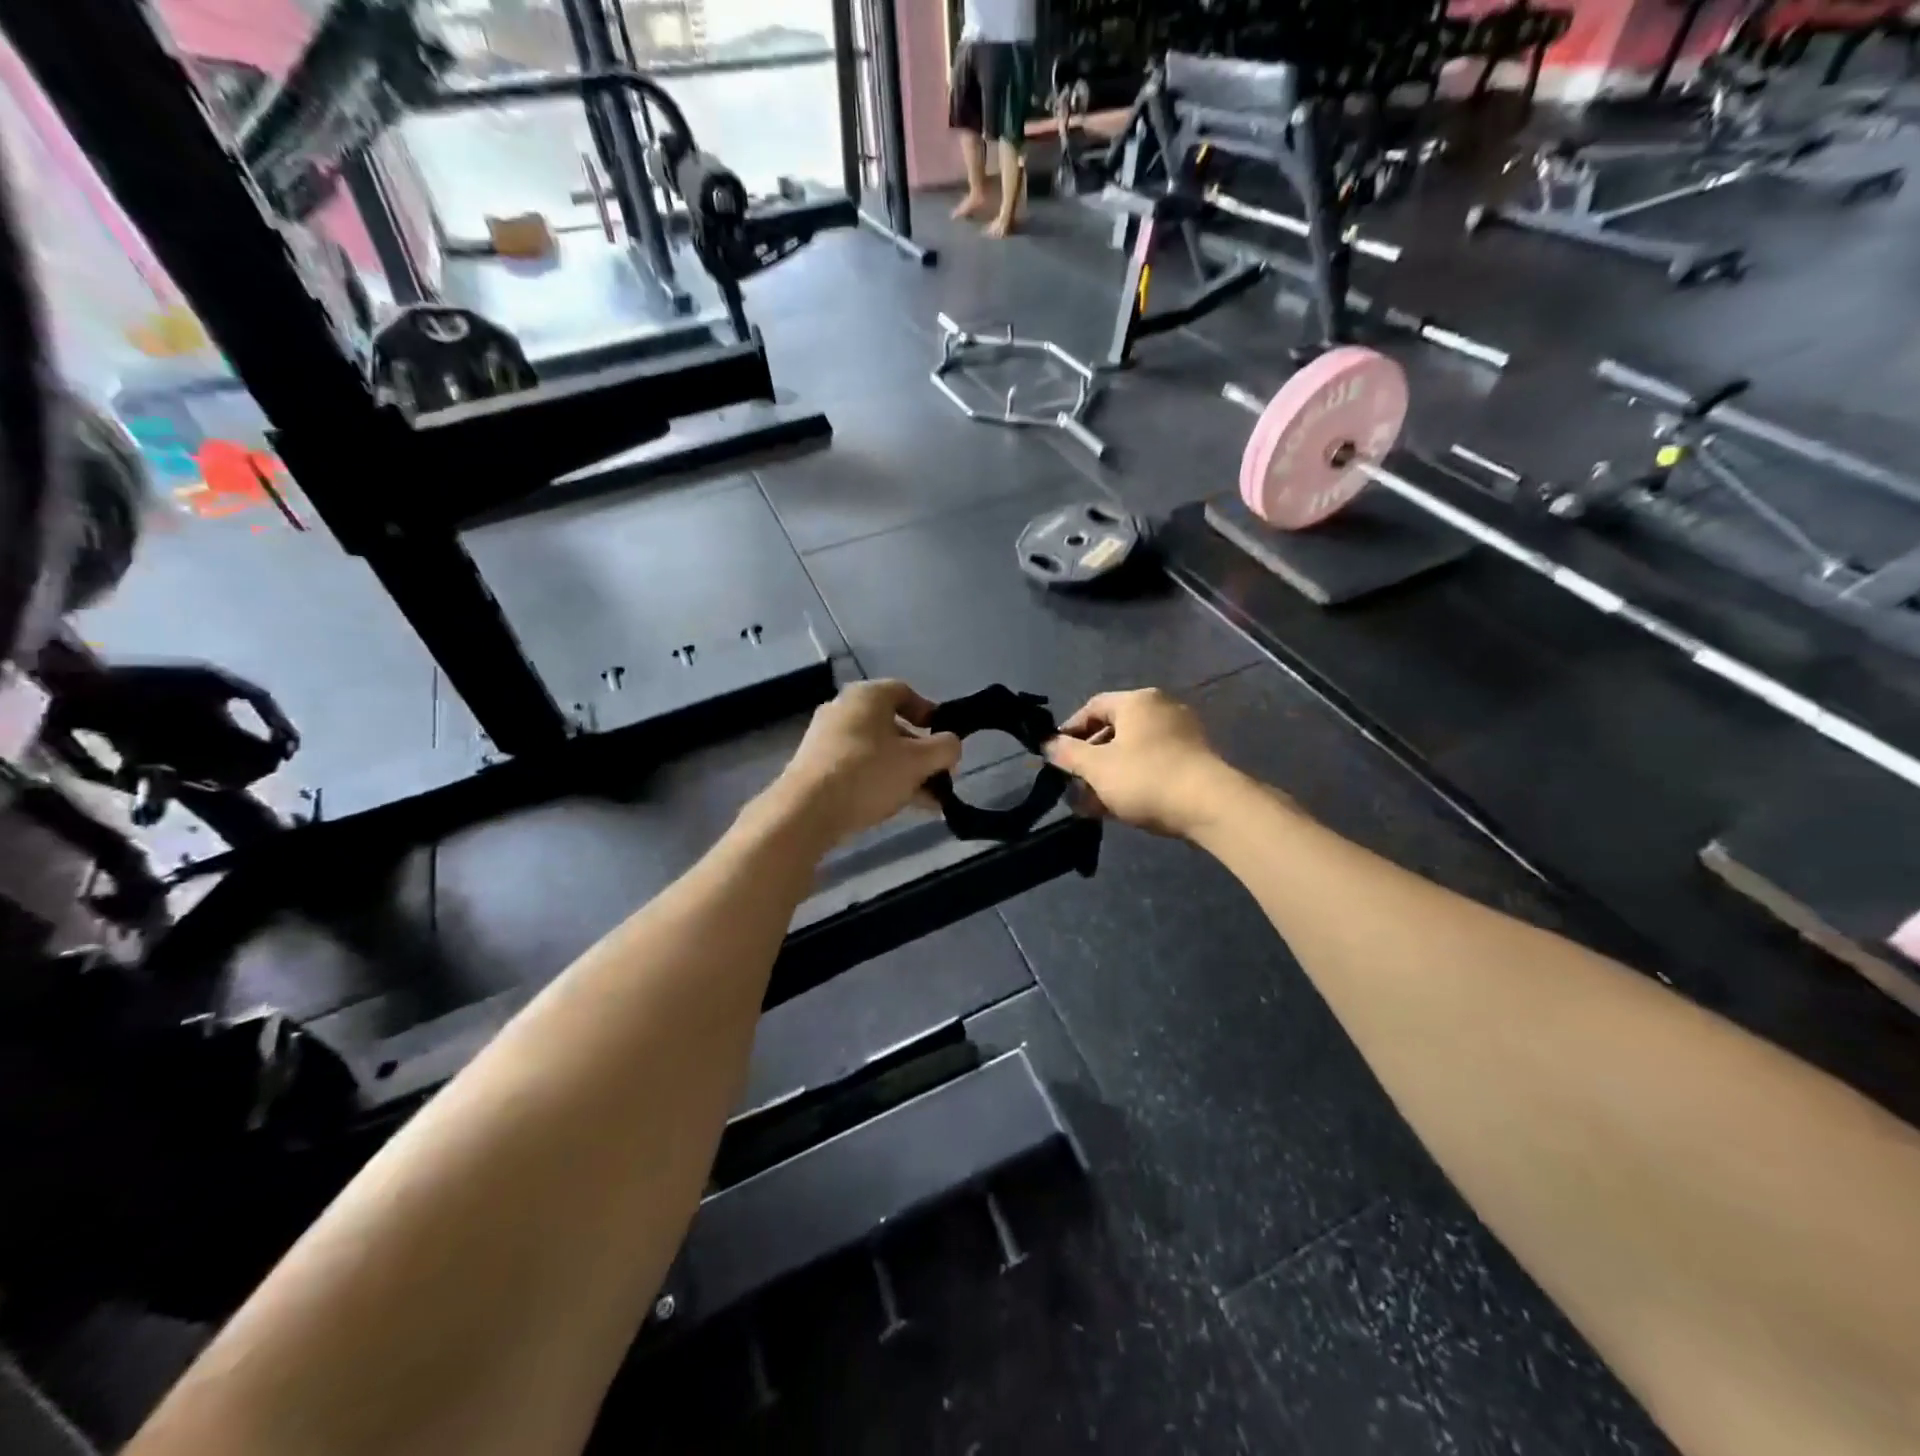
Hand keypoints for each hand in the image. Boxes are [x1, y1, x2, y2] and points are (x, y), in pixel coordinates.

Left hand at [769, 680, 961, 845]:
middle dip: (920, 753)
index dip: (930, 713)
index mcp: (867, 696)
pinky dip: (880, 781)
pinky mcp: (816, 766)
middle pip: (892, 726)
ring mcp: (826, 739)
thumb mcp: (918, 761)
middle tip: (939, 776)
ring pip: (877, 751)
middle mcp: (844, 709)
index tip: (944, 740)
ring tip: (927, 801)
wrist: (806, 811)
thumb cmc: (868, 773)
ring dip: (904, 772)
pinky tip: (899, 806)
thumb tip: (952, 745)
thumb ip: (945, 749)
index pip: (905, 692)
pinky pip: (858, 768)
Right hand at [1043, 688, 1235, 838]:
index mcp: (1137, 701)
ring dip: (1109, 773)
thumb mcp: (1097, 767)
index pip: (1093, 707)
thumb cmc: (1146, 777)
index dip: (1070, 730)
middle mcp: (1161, 709)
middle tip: (1073, 782)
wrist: (1210, 805)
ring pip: (1133, 750)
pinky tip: (1119, 806)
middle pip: (1114, 729)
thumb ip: (1067, 754)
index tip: (1055, 754)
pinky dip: (1133, 779)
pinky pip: (1154, 764)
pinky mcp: (1195, 759)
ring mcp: (1182, 734)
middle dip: (1089, 758)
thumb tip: (1047, 744)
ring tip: (1092, 802)